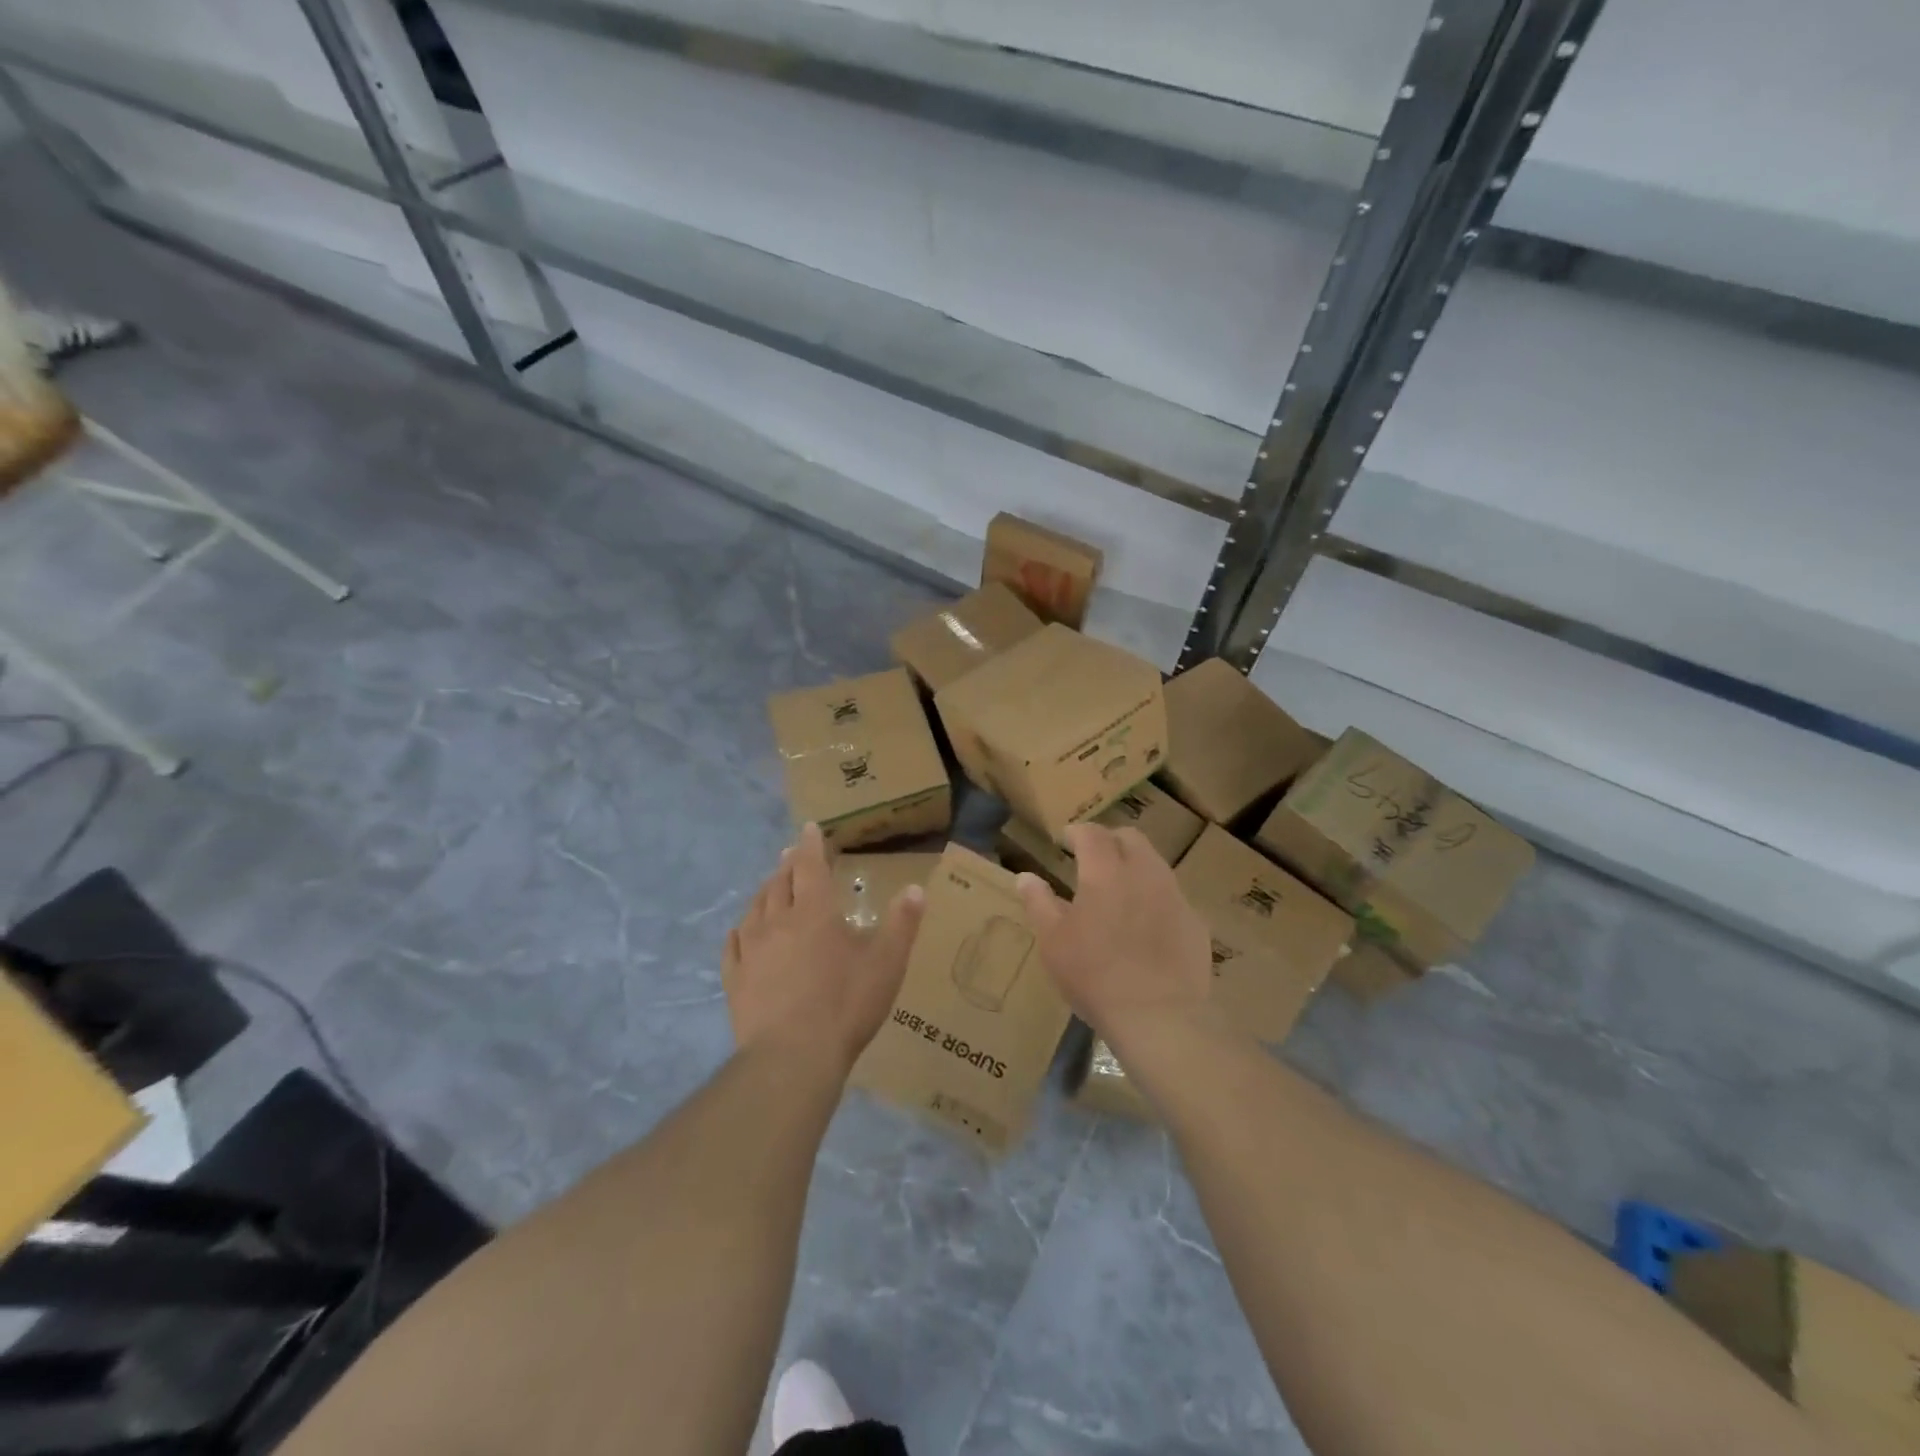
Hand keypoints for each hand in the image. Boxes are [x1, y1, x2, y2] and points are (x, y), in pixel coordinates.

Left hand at [722, 823, 925, 1077]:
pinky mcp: (735, 979)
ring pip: (755, 908)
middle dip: (788, 864)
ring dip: (765, 892)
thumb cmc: (846, 1005)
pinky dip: (739, 931)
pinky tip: (740, 932)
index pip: (810, 866)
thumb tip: (915, 888)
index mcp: (815, 912)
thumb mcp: (887, 963)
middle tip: (791, 854)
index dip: (810, 845)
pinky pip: (733, 945)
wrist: (792, 1057)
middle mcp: (778, 921)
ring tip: (770, 886)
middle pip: (780, 883)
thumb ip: (902, 923)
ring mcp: (751, 950)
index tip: (809, 828)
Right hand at [1015, 823, 1212, 1053]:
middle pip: (1131, 838)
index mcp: (1106, 871)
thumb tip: (1026, 877)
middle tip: (1093, 858)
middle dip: (1110, 841)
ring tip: (1119, 890)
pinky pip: (1173, 897)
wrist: (1160, 1017)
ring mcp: (1176, 896)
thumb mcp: (1053, 941)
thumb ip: (1038, 902)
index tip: (1065, 840)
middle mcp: (1144, 873)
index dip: (1077, 832)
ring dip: (1135, 866)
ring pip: (1155, 865)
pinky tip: (1146, 925)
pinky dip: (1155, 898)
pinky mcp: (1196, 923)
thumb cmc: (1094, 975)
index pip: (1092, 833)